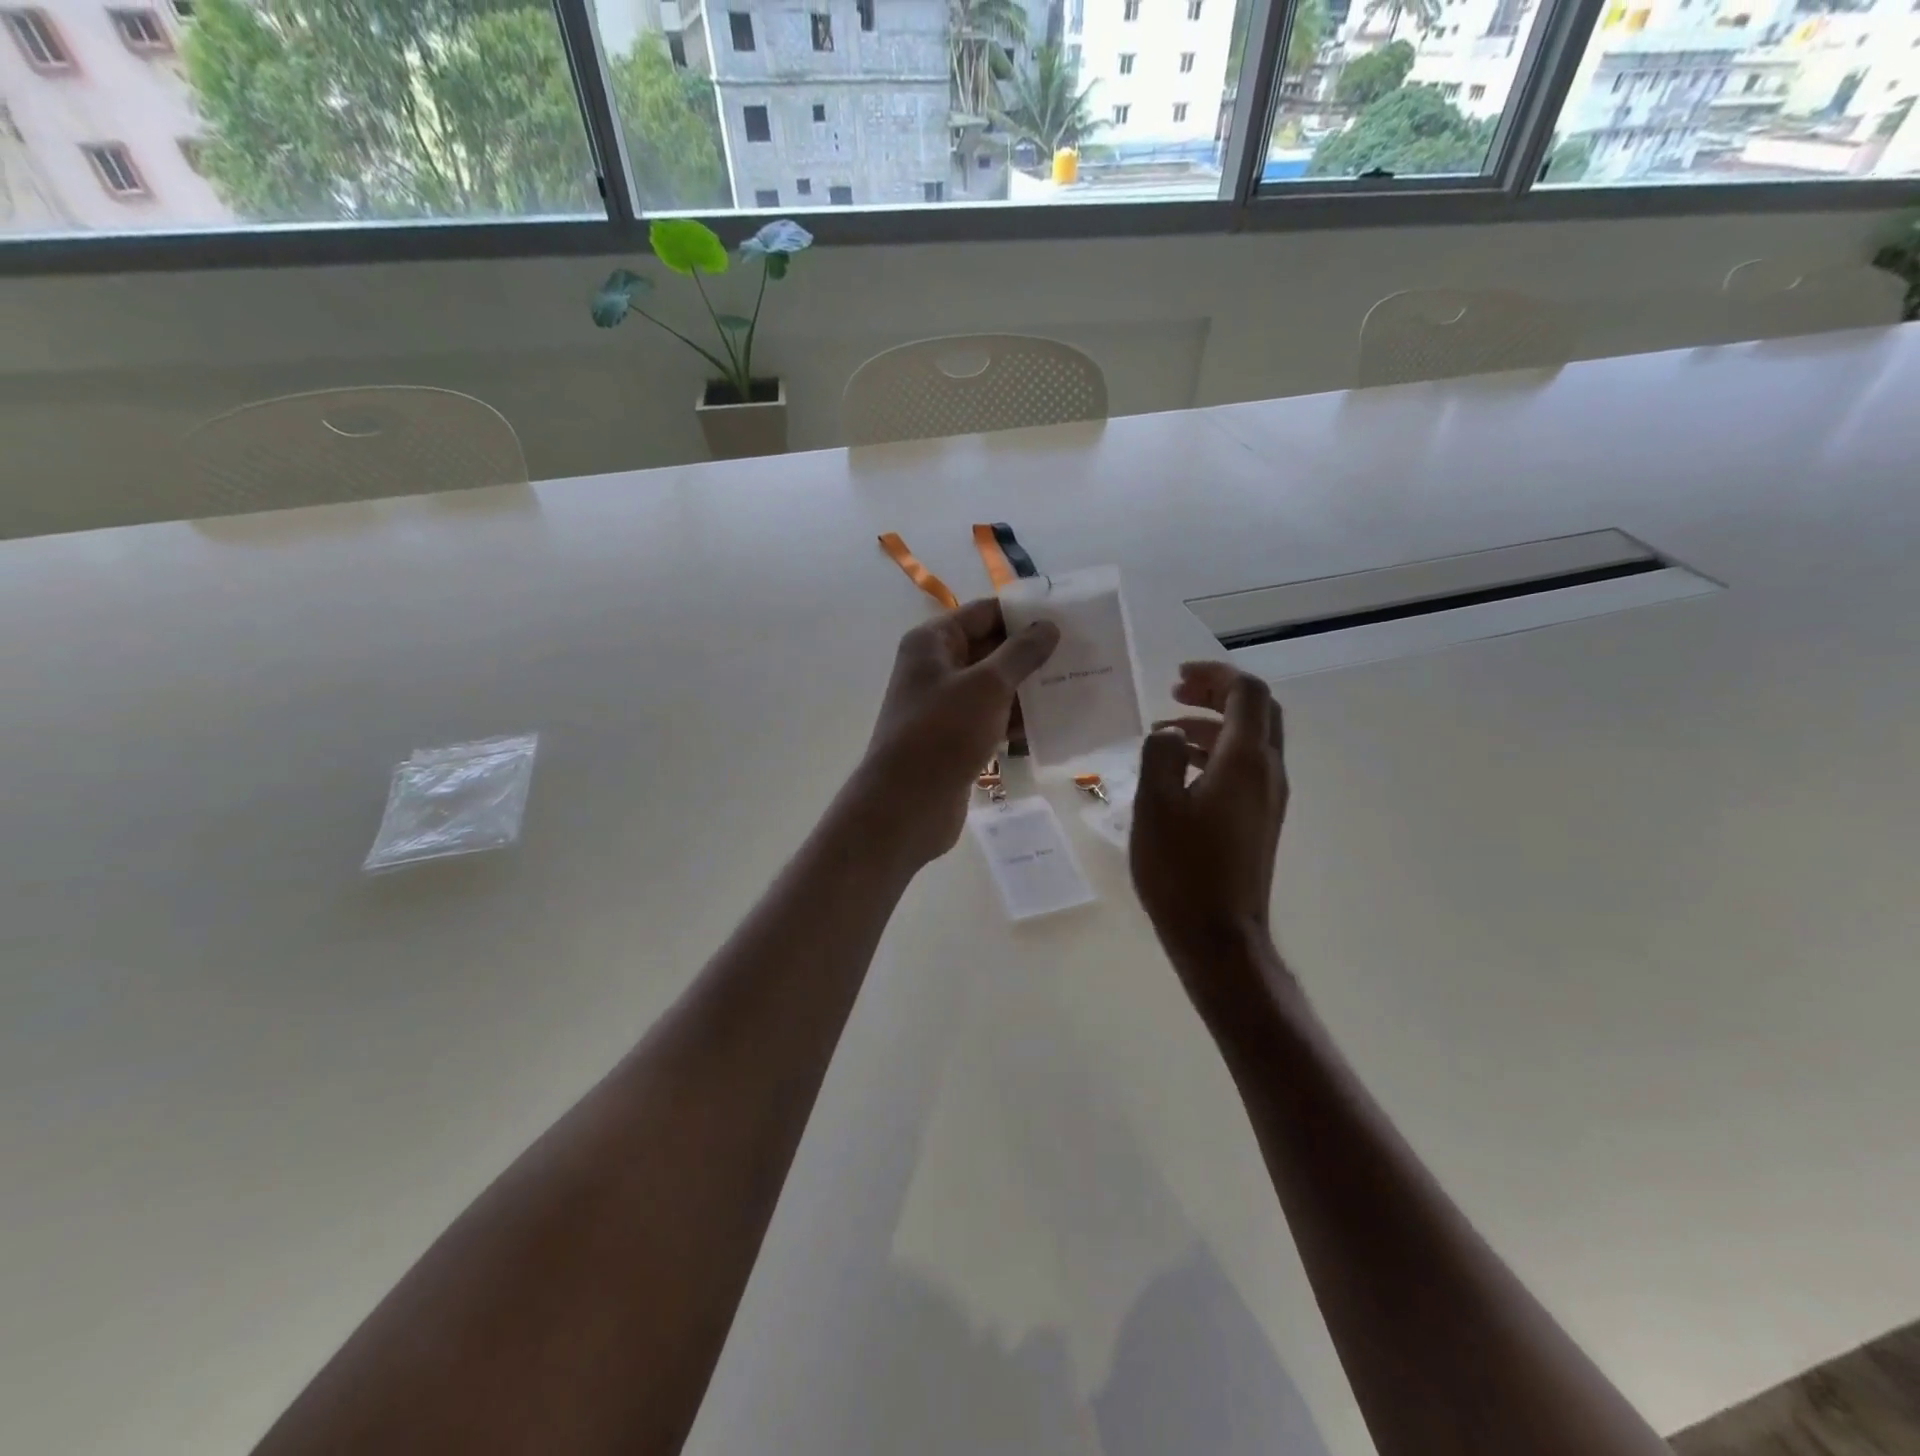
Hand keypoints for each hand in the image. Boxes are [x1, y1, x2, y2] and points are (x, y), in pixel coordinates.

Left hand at [854, 599, 1059, 866]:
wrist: (907, 804)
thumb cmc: (943, 733)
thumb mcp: (987, 685)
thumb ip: (1020, 653)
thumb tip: (1048, 626)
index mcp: (932, 643)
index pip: (983, 614)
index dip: (1022, 614)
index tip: (1067, 618)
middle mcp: (935, 669)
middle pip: (989, 649)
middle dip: (1031, 653)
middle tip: (1081, 653)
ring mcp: (944, 706)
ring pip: (994, 687)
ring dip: (1029, 688)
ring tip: (1077, 686)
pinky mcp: (955, 739)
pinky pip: (992, 719)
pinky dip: (1017, 720)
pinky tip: (1055, 724)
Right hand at [1130, 663, 1289, 1016]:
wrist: (1218, 935)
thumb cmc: (1182, 869)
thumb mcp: (1155, 804)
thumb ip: (1160, 754)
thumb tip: (1169, 733)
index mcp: (1246, 761)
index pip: (1246, 693)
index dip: (1214, 675)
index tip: (1176, 679)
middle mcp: (1268, 773)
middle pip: (1258, 711)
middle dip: (1218, 693)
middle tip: (1176, 693)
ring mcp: (1269, 798)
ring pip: (1251, 740)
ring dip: (1213, 724)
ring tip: (1167, 729)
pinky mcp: (1260, 820)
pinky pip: (1245, 767)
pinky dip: (1215, 752)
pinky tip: (1180, 769)